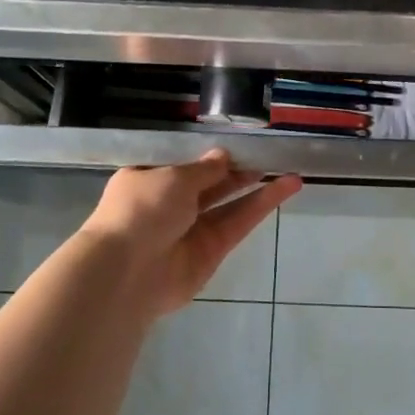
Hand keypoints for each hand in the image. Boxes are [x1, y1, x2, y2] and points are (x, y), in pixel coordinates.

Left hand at [81, 151, 301, 315]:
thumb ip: (203, 168)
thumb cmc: (141, 210)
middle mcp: (169, 205)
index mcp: (149, 180)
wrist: (126, 272)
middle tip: (269, 154)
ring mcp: (191, 230)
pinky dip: (261, 206)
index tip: (238, 141)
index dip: (209, 154)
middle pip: (210, 184)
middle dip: (238, 169)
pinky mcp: (212, 252)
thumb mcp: (173, 177)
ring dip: (257, 187)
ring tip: (288, 168)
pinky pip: (238, 224)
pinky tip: (285, 187)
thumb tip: (222, 156)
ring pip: (229, 204)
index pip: (183, 163)